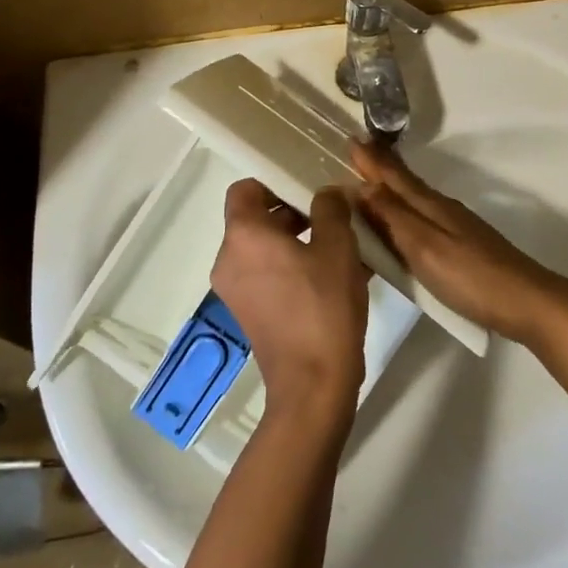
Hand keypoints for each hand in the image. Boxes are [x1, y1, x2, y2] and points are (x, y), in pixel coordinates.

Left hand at [211, 180, 368, 415]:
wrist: (313, 385)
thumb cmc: (323, 307)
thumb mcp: (337, 247)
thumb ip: (331, 208)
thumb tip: (326, 193)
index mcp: (243, 235)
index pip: (245, 189)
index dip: (275, 182)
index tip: (308, 190)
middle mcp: (229, 259)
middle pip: (255, 218)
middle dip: (293, 212)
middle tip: (332, 217)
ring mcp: (235, 290)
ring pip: (264, 247)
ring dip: (297, 240)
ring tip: (339, 246)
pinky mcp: (249, 313)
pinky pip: (267, 274)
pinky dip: (292, 266)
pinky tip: (332, 276)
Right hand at [350, 143, 567, 346]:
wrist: (526, 302)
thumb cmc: (470, 276)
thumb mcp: (424, 247)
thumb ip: (393, 217)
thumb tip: (361, 186)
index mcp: (430, 205)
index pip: (393, 176)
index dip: (372, 161)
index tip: (351, 140)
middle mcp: (441, 208)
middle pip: (404, 184)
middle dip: (379, 169)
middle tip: (355, 155)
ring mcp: (455, 227)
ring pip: (414, 200)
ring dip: (391, 190)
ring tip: (369, 186)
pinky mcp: (463, 246)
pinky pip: (423, 219)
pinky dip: (404, 213)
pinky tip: (402, 224)